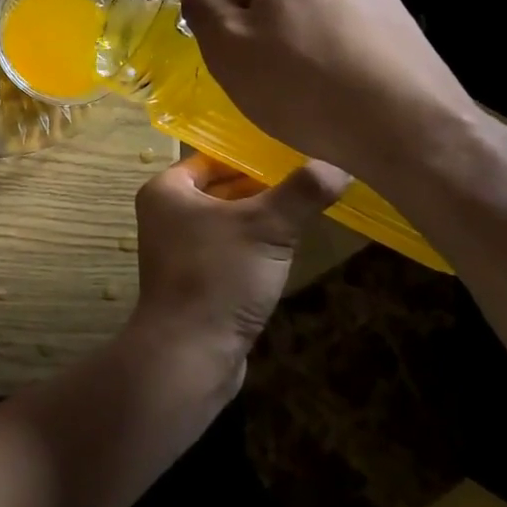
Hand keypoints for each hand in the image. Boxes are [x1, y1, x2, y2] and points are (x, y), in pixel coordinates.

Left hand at [127, 155, 350, 387]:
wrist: (190, 354)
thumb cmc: (219, 275)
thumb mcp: (267, 227)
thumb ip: (302, 193)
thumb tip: (340, 164)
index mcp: (167, 190)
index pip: (213, 158)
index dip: (252, 155)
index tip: (293, 152)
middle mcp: (166, 214)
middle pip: (221, 189)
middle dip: (262, 187)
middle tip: (308, 179)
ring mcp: (178, 250)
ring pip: (227, 222)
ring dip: (261, 219)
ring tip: (305, 209)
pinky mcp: (195, 280)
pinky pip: (228, 251)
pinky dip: (253, 248)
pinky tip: (286, 250)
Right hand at [178, 0, 479, 190]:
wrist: (409, 128)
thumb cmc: (301, 86)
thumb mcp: (227, 48)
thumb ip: (201, 4)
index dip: (221, 8)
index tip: (232, 49)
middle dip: (260, 19)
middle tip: (264, 70)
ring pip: (308, 4)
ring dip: (296, 32)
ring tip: (305, 82)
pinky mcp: (400, 15)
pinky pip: (343, 23)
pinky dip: (332, 45)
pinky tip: (340, 83)